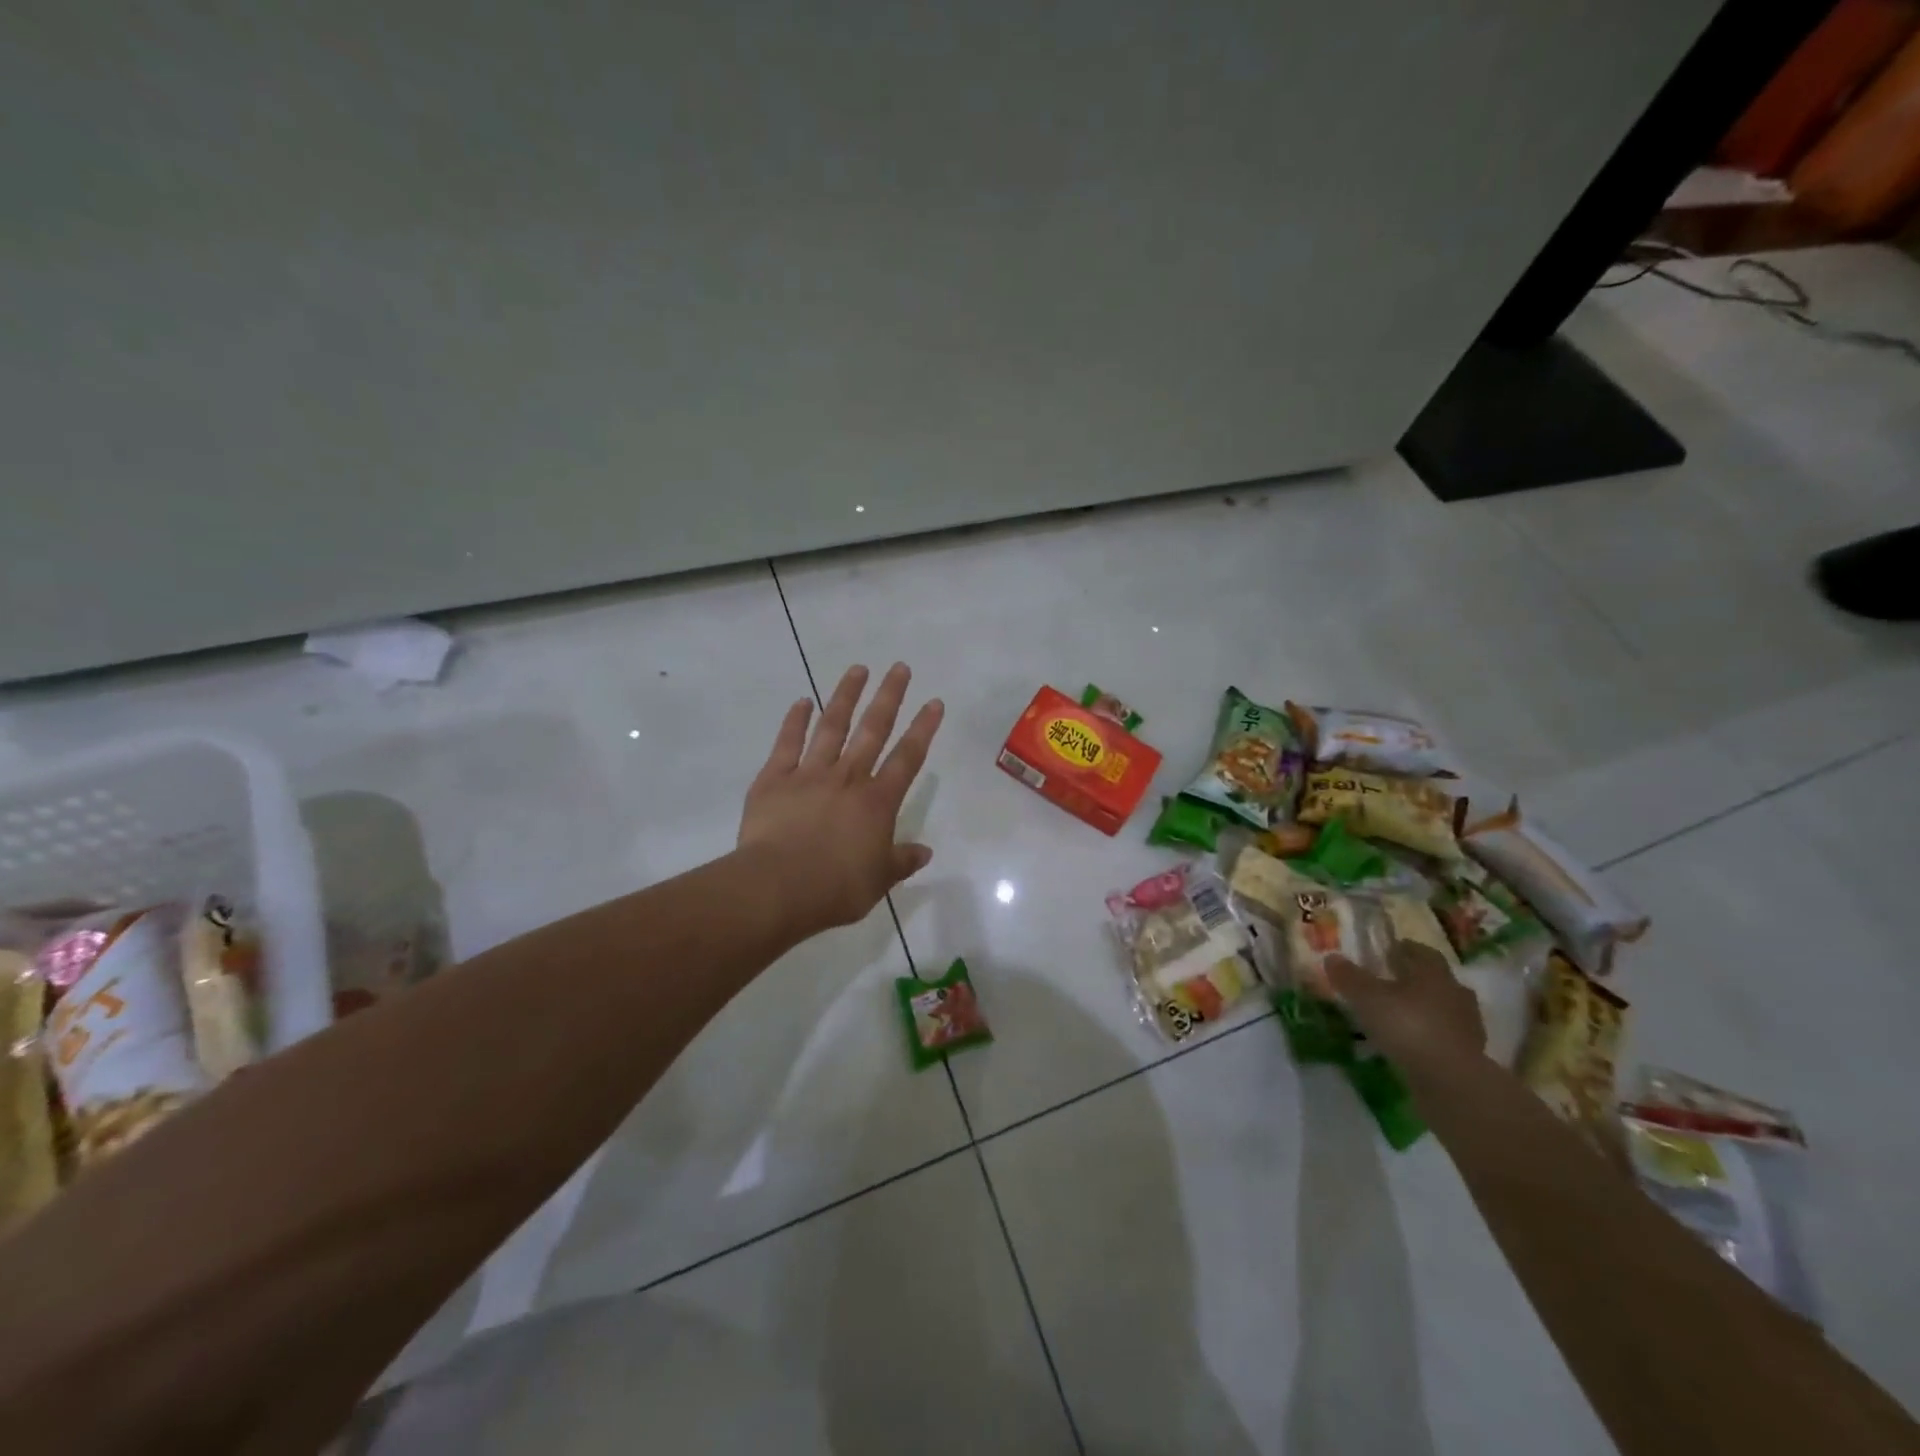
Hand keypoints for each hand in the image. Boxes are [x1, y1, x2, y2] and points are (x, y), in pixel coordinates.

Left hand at [738, 663, 943, 937]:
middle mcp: (848, 778)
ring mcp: (810, 774)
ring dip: (846, 696)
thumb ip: (901, 861)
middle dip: (889, 697)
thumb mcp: (878, 881)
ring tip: (858, 669)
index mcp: (877, 802)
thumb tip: (925, 852)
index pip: (908, 757)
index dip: (923, 728)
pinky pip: (787, 743)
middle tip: (899, 667)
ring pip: (832, 726)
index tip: (934, 702)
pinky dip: (794, 721)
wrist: (779, 887)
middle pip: (873, 729)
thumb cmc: (836, 887)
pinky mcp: (774, 779)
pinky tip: (802, 701)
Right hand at [1325, 940, 1485, 1078]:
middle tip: (1391, 982)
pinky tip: (1411, 1043)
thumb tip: (1331, 957)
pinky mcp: (1469, 1055)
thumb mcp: (1367, 998)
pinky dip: (1430, 1035)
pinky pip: (1446, 1036)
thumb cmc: (1408, 1027)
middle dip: (1416, 979)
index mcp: (1434, 974)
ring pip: (1444, 1008)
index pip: (1423, 952)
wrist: (1452, 1082)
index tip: (1388, 951)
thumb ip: (1349, 977)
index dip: (1405, 949)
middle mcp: (1455, 994)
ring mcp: (1467, 1026)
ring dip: (1425, 1008)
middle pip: (1437, 980)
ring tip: (1399, 1015)